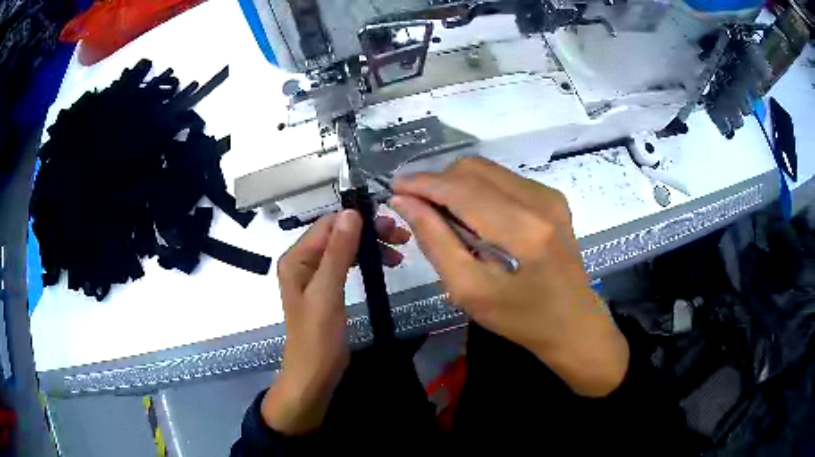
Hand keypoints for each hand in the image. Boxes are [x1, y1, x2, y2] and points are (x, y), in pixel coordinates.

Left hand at [262, 211, 410, 434]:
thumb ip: (338, 252)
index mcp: (296, 258)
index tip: (390, 225)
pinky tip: (382, 265)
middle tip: (400, 238)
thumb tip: (351, 212)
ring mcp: (314, 276)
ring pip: (344, 249)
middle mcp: (302, 262)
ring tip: (398, 254)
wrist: (314, 376)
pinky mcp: (326, 290)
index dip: (358, 220)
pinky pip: (345, 265)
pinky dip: (364, 262)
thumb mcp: (327, 293)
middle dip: (367, 233)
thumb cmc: (317, 337)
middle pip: (337, 235)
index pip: (328, 225)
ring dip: (369, 247)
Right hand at [390, 157, 628, 396]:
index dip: (422, 183)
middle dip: (438, 183)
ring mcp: (550, 195)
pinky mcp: (553, 198)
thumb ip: (435, 241)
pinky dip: (479, 191)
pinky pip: (503, 179)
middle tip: (418, 209)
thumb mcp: (469, 290)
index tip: (394, 188)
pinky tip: (475, 218)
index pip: (460, 188)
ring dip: (457, 186)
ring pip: (487, 170)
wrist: (572, 323)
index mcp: (523, 229)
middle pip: (473, 169)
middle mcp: (540, 200)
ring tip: (446, 217)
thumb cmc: (520, 319)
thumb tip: (405, 202)